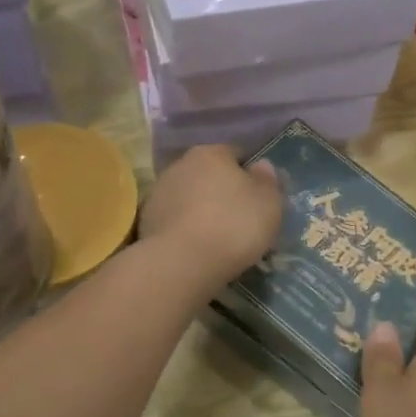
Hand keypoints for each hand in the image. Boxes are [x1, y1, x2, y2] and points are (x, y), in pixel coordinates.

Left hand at [139, 145, 282, 287]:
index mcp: (212, 153)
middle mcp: (181, 164)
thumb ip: (268, 180)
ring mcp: (159, 193)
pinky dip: (187, 229)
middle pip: (210, 174)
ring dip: (203, 210)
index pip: (237, 154)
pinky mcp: (146, 221)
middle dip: (224, 191)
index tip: (260, 197)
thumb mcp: (269, 202)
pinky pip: (176, 220)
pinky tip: (199, 248)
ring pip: (190, 197)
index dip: (251, 174)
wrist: (182, 263)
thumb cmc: (234, 225)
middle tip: (241, 218)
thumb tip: (262, 166)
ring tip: (219, 237)